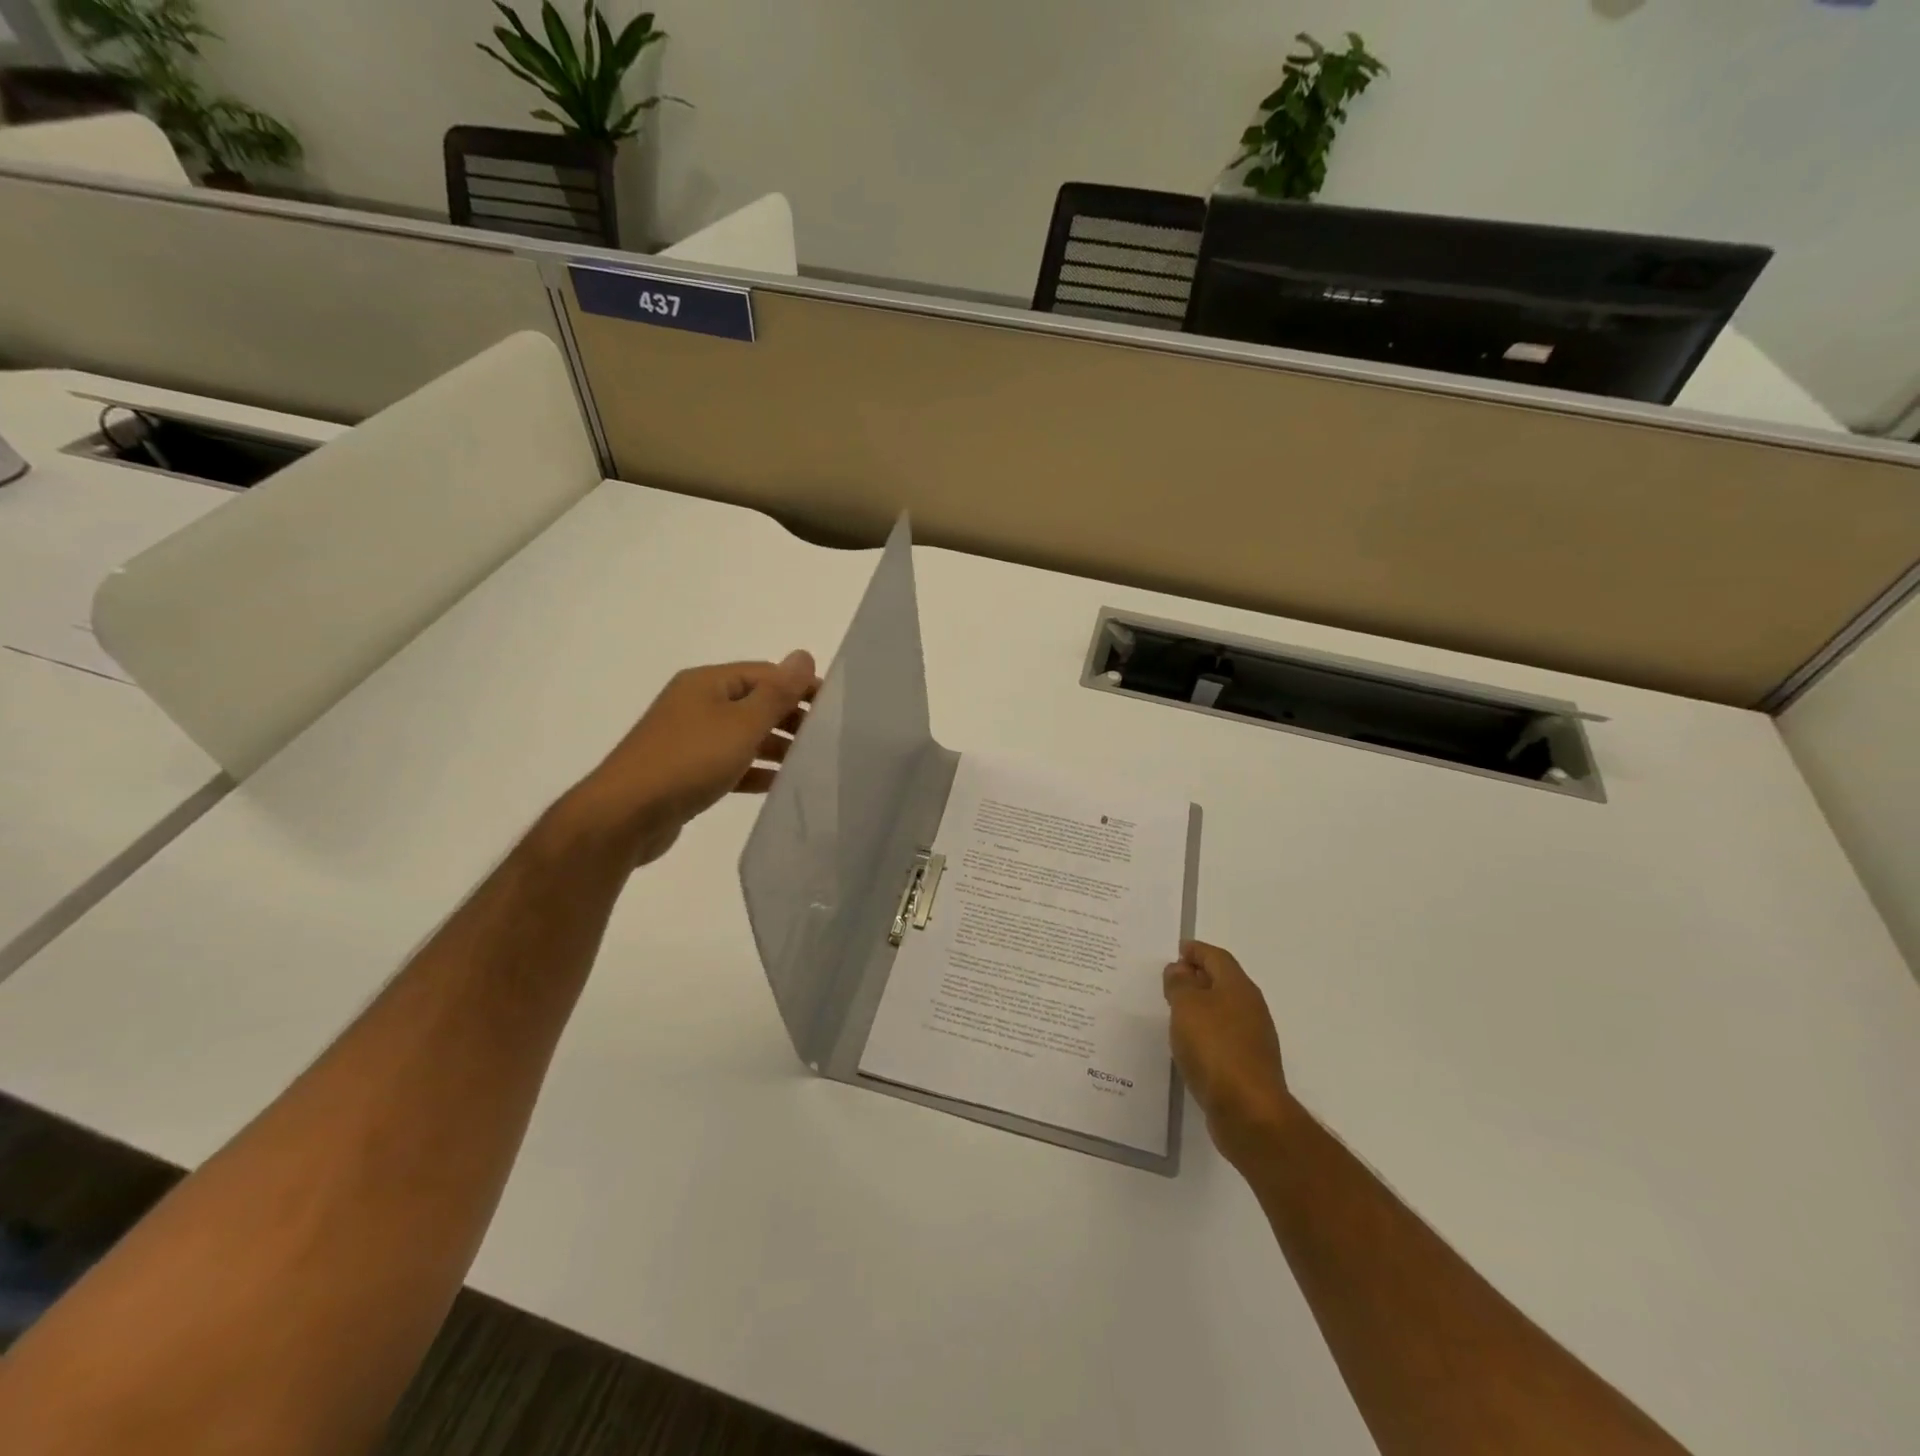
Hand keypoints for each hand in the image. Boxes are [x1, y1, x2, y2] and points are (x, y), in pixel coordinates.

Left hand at [561, 651, 817, 867]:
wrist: (624, 815)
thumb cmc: (688, 761)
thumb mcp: (741, 724)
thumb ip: (777, 693)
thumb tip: (804, 655)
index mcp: (707, 683)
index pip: (765, 674)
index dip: (800, 688)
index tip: (835, 710)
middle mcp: (697, 704)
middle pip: (755, 703)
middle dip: (790, 718)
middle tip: (826, 739)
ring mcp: (689, 739)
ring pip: (743, 735)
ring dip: (775, 746)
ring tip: (809, 763)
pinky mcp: (686, 771)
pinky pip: (730, 763)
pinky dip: (754, 770)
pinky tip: (778, 785)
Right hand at [1165, 941, 1295, 1166]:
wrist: (1248, 1112)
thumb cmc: (1215, 1048)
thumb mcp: (1187, 1006)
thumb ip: (1180, 983)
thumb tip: (1179, 970)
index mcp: (1238, 987)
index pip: (1216, 957)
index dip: (1195, 950)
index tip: (1175, 951)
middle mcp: (1250, 1008)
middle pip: (1222, 981)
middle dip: (1197, 977)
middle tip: (1169, 979)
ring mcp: (1253, 1039)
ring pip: (1223, 1010)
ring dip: (1200, 1006)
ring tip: (1173, 1011)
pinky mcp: (1248, 1066)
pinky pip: (1223, 1037)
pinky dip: (1205, 1032)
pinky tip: (1188, 1044)